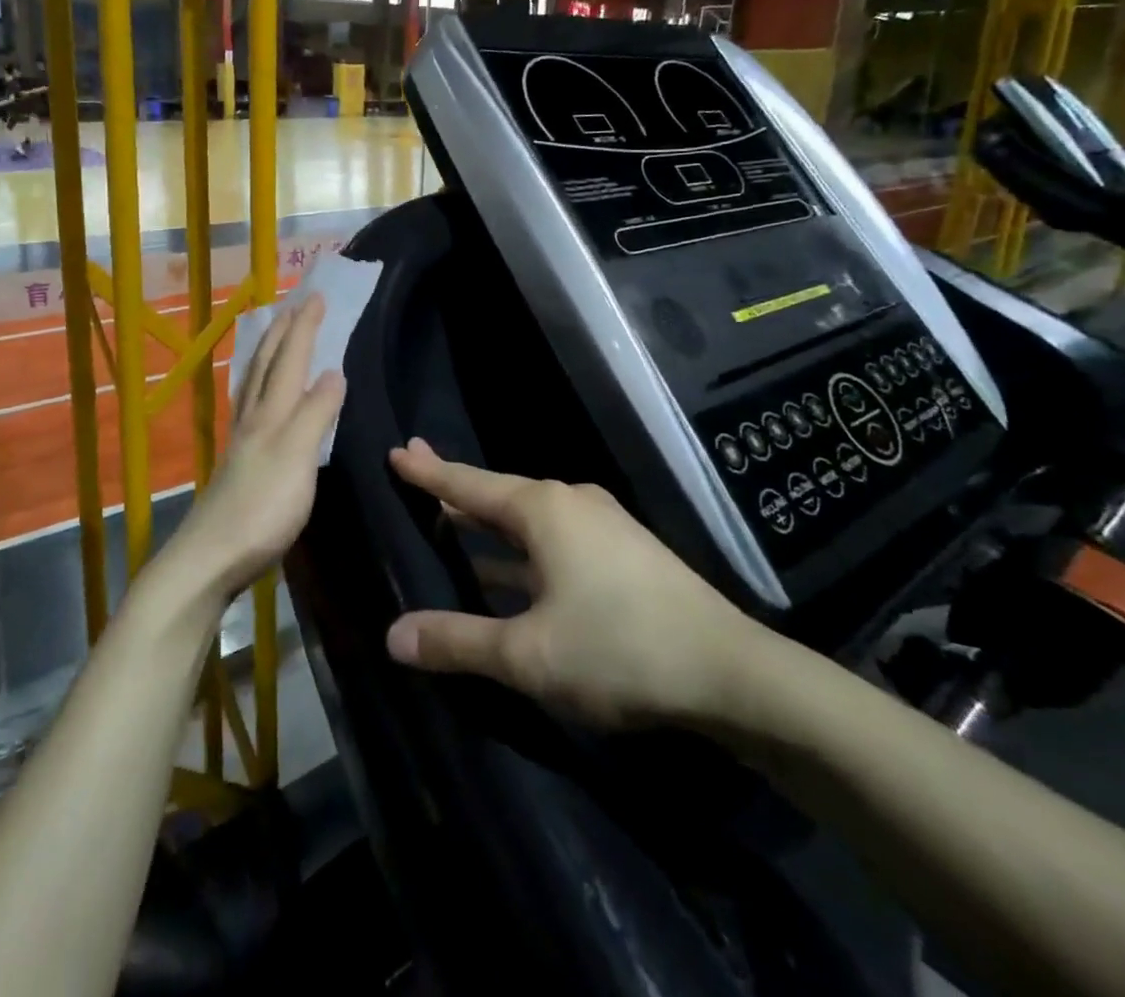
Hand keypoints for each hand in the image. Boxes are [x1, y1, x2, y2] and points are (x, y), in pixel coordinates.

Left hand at [156, 294, 344, 604]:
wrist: (211, 558)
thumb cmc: (262, 508)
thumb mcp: (298, 456)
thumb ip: (316, 413)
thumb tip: (333, 371)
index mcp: (270, 413)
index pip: (290, 359)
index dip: (304, 328)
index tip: (317, 296)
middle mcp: (253, 419)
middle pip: (265, 365)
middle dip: (281, 333)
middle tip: (292, 305)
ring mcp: (242, 442)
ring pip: (253, 385)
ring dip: (266, 355)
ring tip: (273, 338)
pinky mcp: (239, 465)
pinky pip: (251, 408)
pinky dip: (259, 388)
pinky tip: (260, 400)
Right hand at [383, 440, 773, 730]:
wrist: (732, 672)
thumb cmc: (619, 649)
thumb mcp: (528, 654)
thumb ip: (458, 642)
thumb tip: (392, 635)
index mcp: (543, 509)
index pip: (468, 484)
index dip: (429, 472)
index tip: (397, 451)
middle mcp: (570, 502)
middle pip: (498, 494)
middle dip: (455, 490)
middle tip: (417, 472)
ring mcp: (602, 525)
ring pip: (527, 520)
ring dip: (489, 525)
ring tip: (451, 524)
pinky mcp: (623, 552)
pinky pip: (553, 539)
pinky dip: (520, 549)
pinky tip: (508, 572)